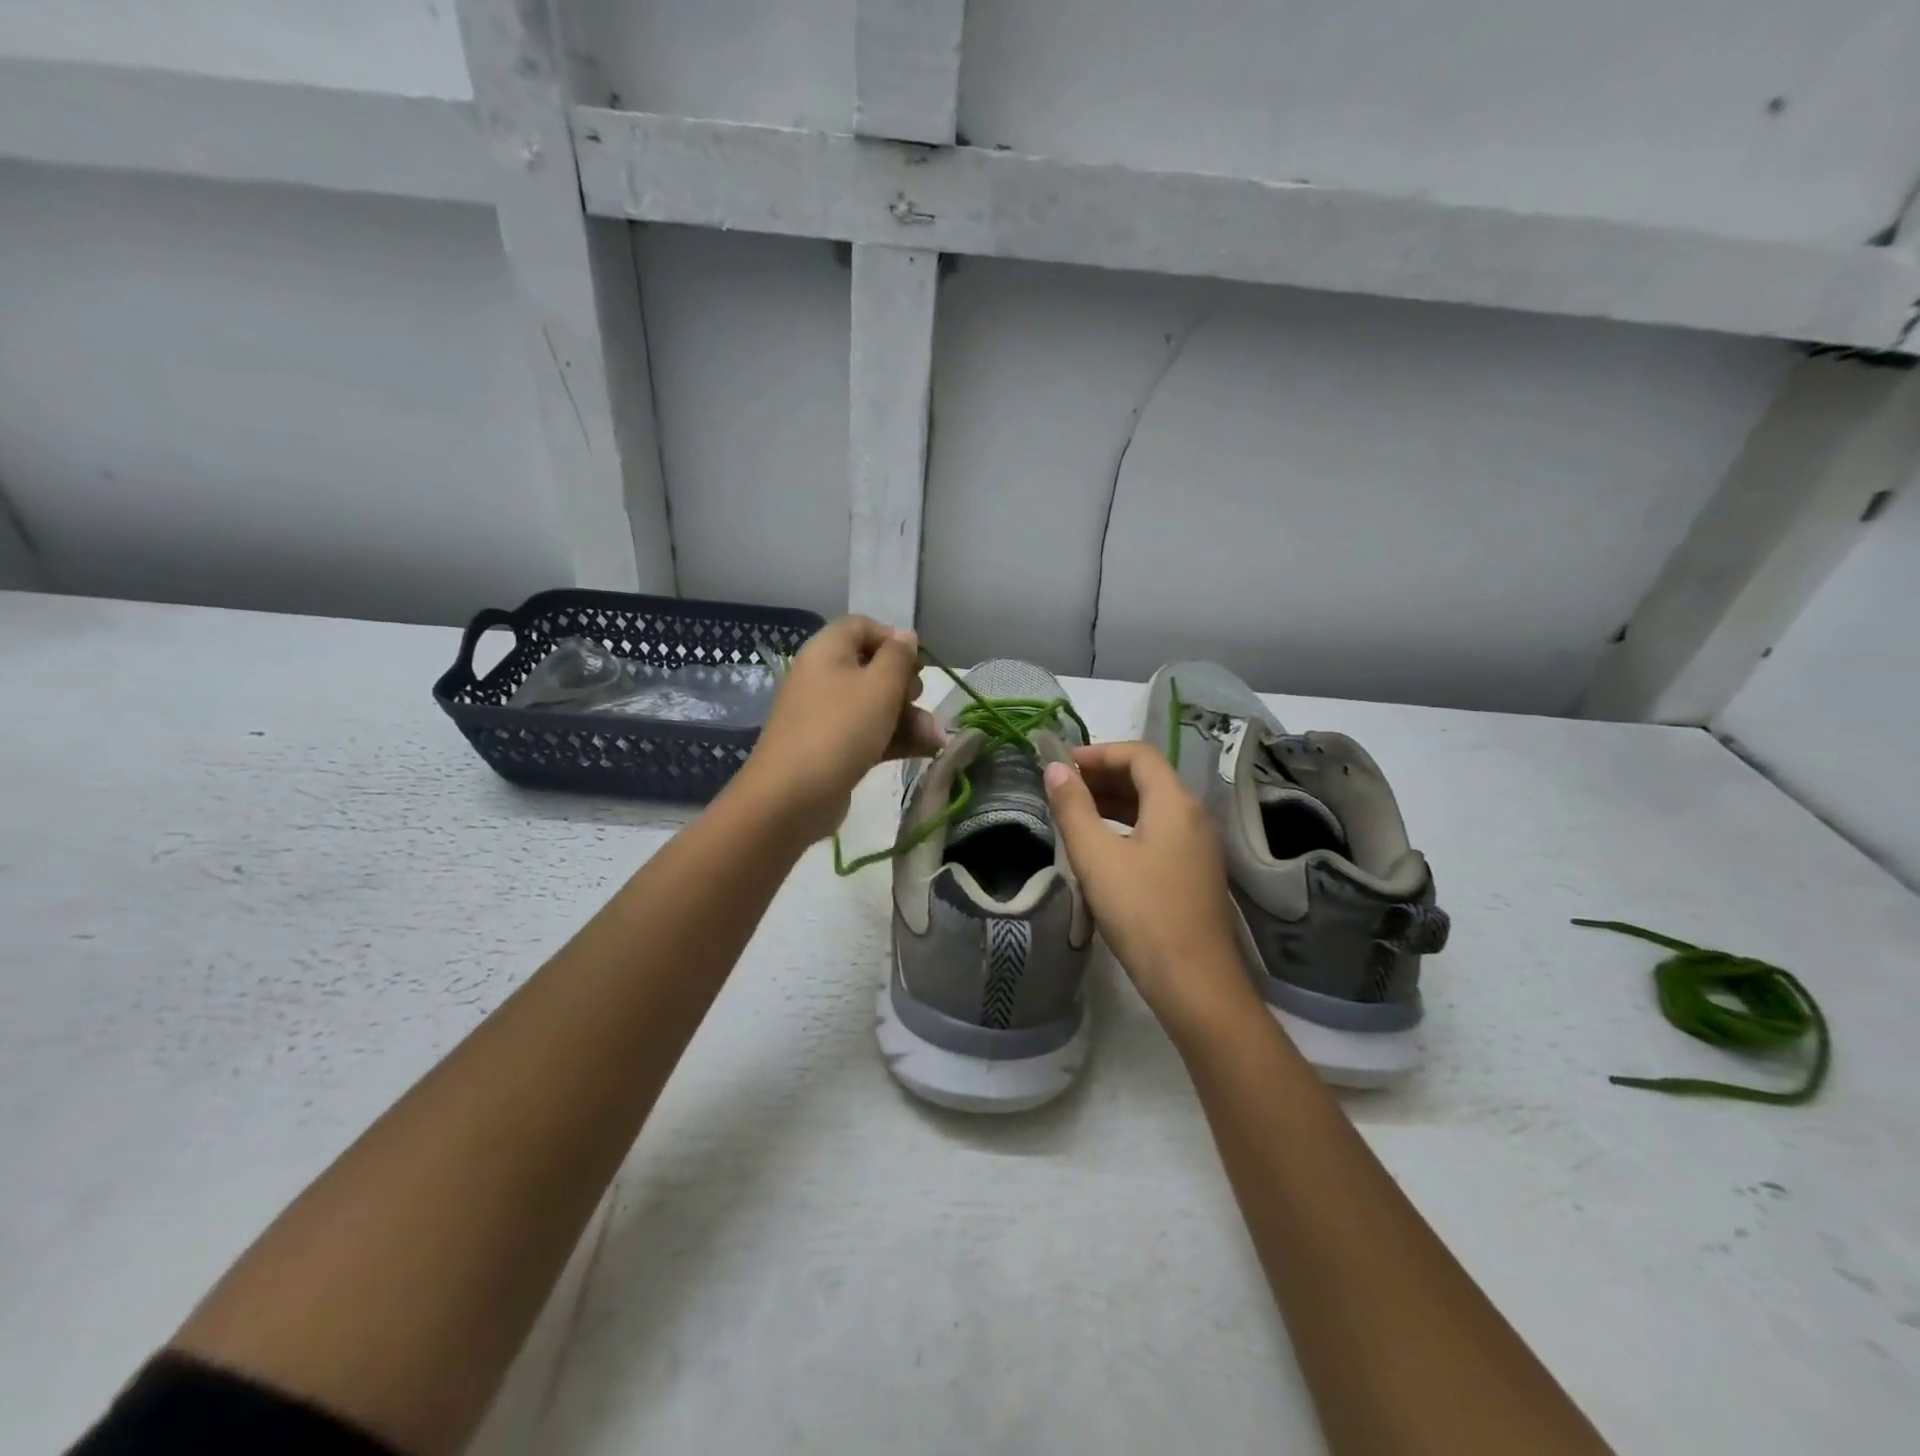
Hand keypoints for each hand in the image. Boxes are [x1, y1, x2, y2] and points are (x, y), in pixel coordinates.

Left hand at [737, 616, 943, 842]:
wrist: (792, 797)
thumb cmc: (840, 729)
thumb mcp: (880, 686)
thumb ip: (899, 657)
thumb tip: (906, 635)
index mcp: (827, 651)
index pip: (862, 626)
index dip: (893, 639)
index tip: (916, 664)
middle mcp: (823, 677)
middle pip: (873, 668)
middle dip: (907, 687)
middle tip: (919, 701)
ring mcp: (827, 714)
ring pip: (876, 705)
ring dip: (909, 719)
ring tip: (935, 740)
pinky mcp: (833, 747)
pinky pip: (869, 732)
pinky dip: (896, 738)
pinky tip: (927, 751)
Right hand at [1044, 742, 1259, 1034]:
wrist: (1194, 983)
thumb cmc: (1142, 913)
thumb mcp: (1097, 857)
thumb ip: (1073, 808)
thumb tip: (1055, 769)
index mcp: (1175, 803)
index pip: (1138, 754)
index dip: (1097, 752)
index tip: (1061, 766)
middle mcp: (1193, 816)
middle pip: (1148, 777)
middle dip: (1103, 775)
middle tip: (1061, 788)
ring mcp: (1198, 846)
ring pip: (1153, 806)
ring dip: (1113, 801)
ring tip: (1074, 812)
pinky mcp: (1194, 872)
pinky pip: (1158, 831)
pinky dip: (1127, 825)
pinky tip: (1102, 847)